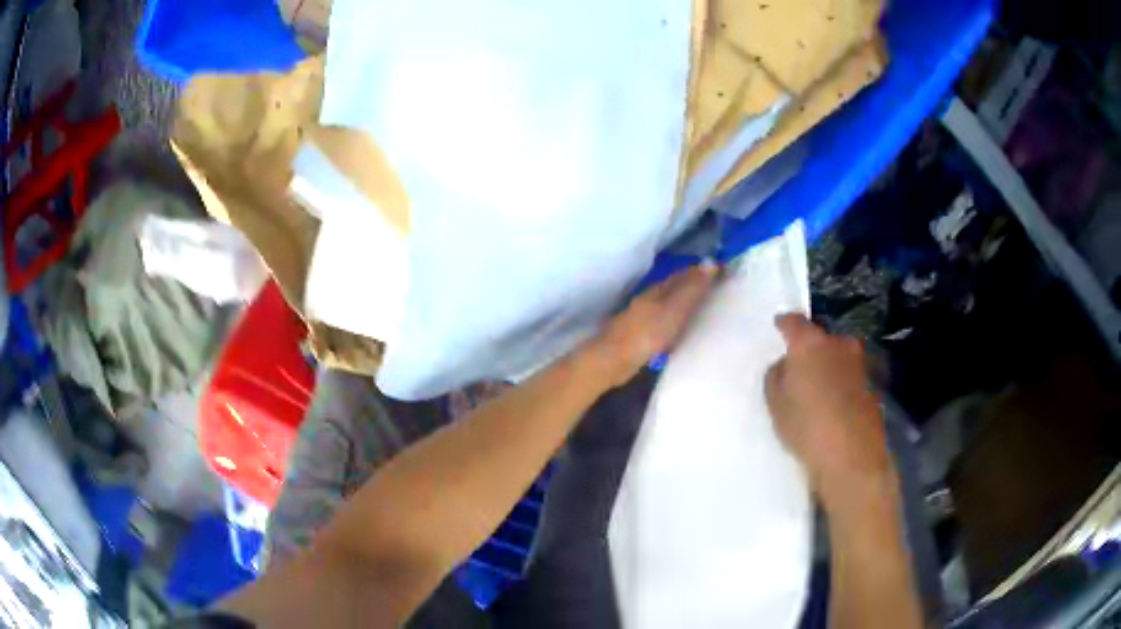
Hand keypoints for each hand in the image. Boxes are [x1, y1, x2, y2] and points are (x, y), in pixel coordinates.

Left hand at [588, 263, 717, 387]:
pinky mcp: (640, 337)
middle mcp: (648, 300)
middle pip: (674, 289)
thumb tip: (711, 262)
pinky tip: (683, 332)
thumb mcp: (675, 309)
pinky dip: (676, 323)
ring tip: (705, 310)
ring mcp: (642, 318)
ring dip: (685, 305)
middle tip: (717, 291)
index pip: (682, 274)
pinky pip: (664, 324)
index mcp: (656, 290)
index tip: (720, 271)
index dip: (700, 271)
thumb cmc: (647, 333)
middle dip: (693, 287)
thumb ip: (692, 289)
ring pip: (668, 306)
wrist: (615, 361)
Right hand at [764, 314, 893, 508]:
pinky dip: (841, 383)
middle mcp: (838, 344)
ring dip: (828, 365)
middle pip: (821, 337)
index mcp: (810, 343)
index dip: (784, 323)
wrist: (853, 456)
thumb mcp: (775, 403)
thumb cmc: (807, 427)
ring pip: (838, 356)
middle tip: (798, 365)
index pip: (794, 321)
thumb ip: (777, 375)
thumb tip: (786, 365)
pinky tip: (833, 404)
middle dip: (810, 347)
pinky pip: (850, 376)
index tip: (778, 326)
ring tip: (817, 387)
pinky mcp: (872, 384)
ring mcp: (859, 363)